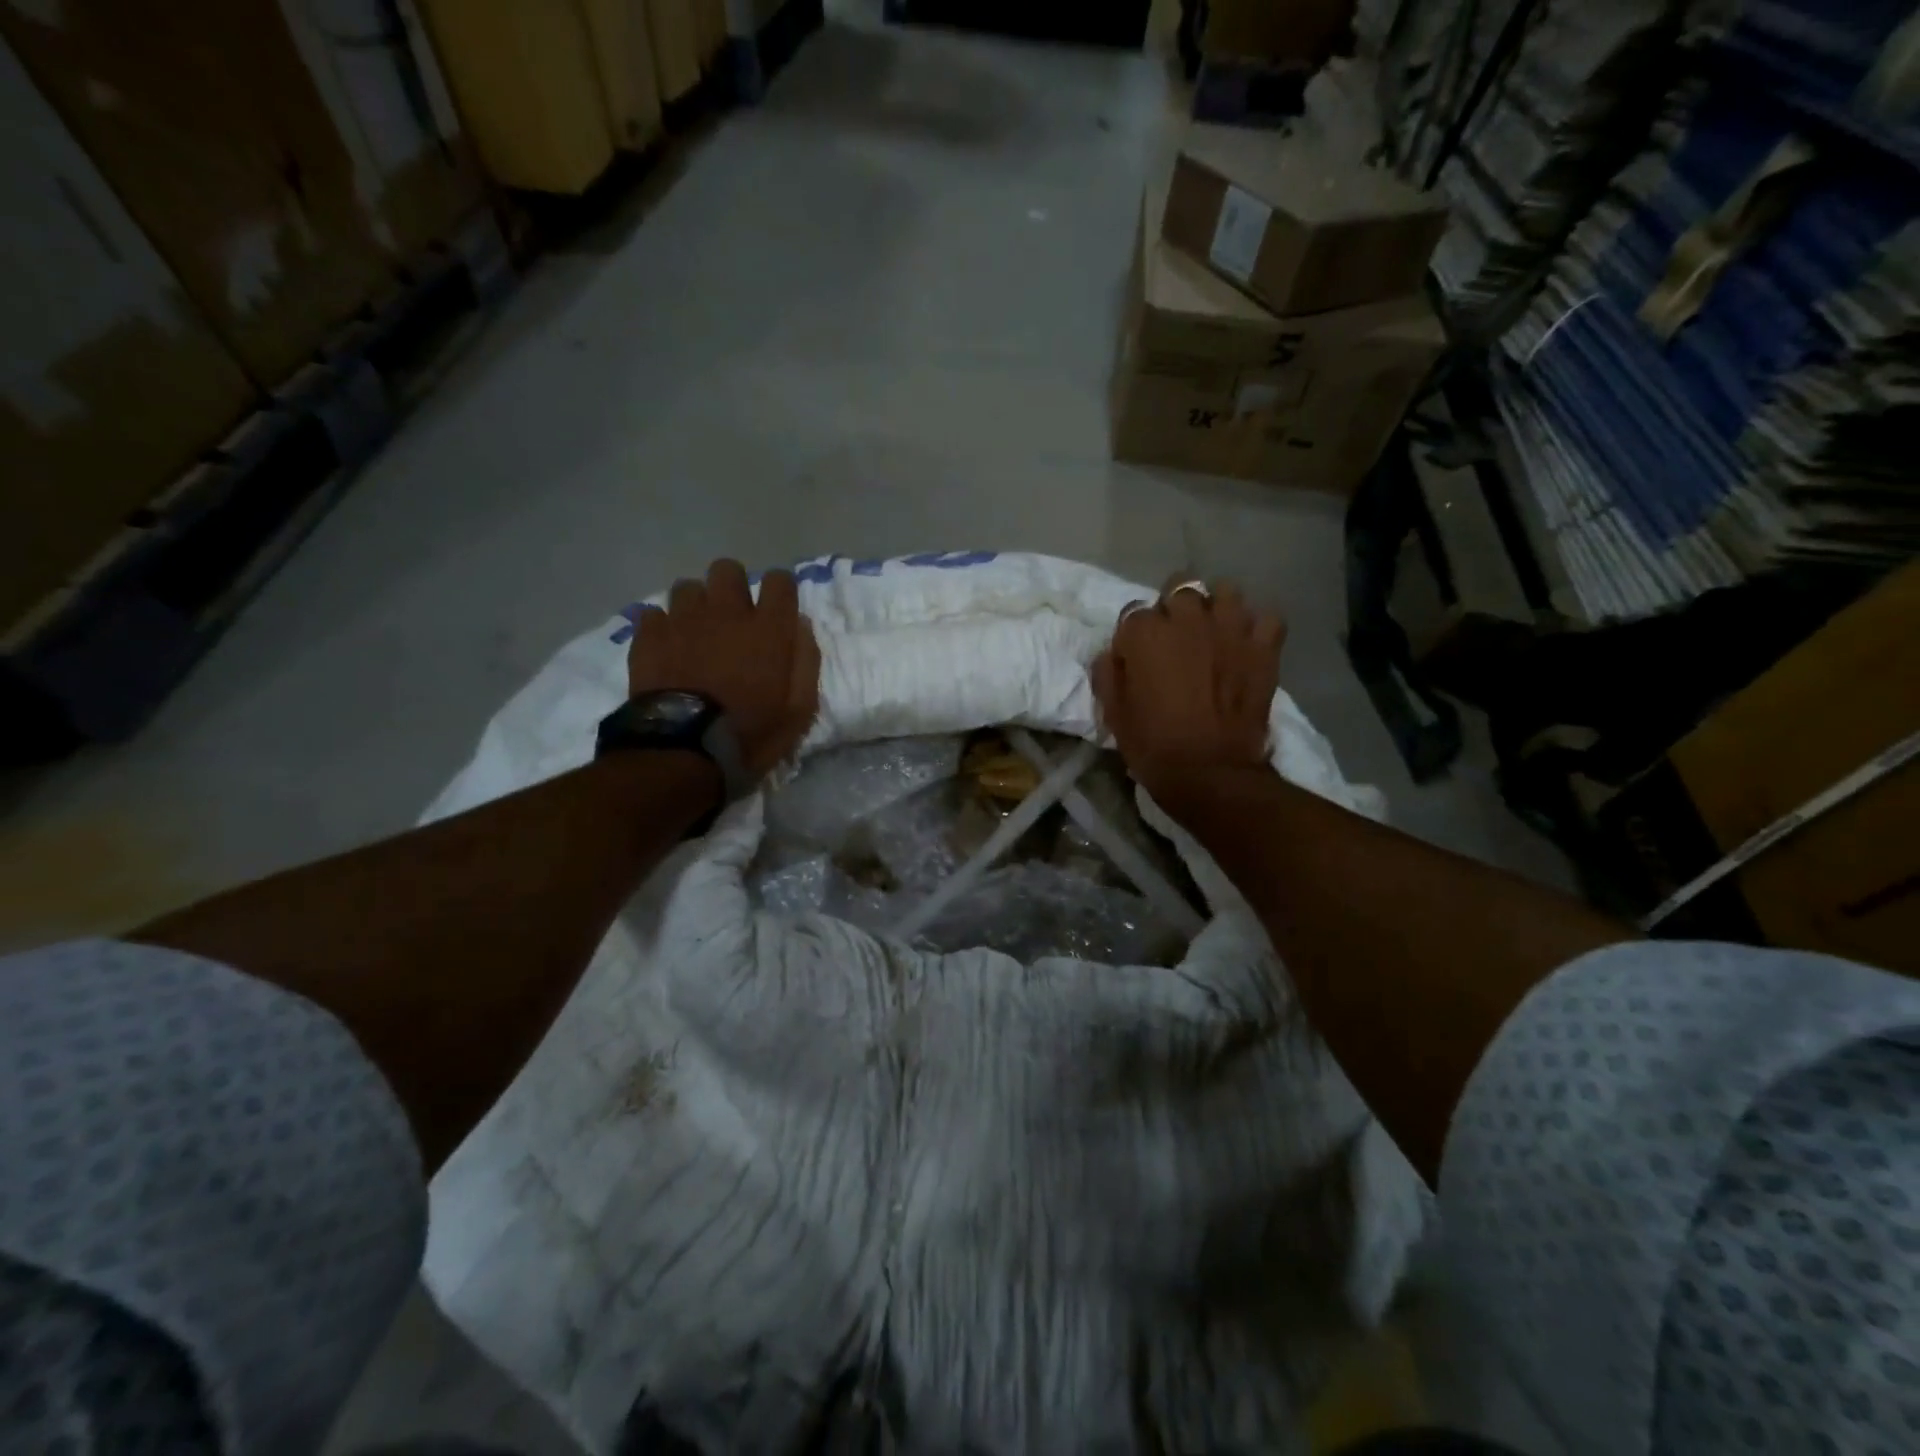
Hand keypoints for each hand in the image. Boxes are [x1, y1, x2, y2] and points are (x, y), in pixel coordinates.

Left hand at [628, 559, 820, 777]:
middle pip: (728, 570)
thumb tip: (799, 626)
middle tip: (733, 620)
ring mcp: (683, 620)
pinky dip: (663, 627)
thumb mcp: (799, 710)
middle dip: (733, 588)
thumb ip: (805, 662)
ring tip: (697, 634)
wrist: (684, 750)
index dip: (779, 592)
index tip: (777, 611)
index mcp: (768, 629)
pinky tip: (667, 648)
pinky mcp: (649, 635)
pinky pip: (654, 613)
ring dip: (696, 606)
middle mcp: (726, 612)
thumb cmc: (750, 734)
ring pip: (688, 587)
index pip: (779, 580)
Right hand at [1091, 572, 1284, 795]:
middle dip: (1174, 609)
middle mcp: (1187, 619)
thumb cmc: (1153, 745)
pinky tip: (1248, 644)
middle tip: (1175, 639)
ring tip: (1213, 631)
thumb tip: (1114, 655)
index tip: (1136, 656)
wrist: (1209, 772)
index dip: (1134, 635)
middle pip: (1180, 589)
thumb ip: (1109, 673)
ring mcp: (1230, 628)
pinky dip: (1257, 627)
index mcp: (1145, 633)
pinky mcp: (1263, 647)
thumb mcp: (1114, 713)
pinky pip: (1267, 618)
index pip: (1134, 613)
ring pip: (1225, 591)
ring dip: (1216, 607)